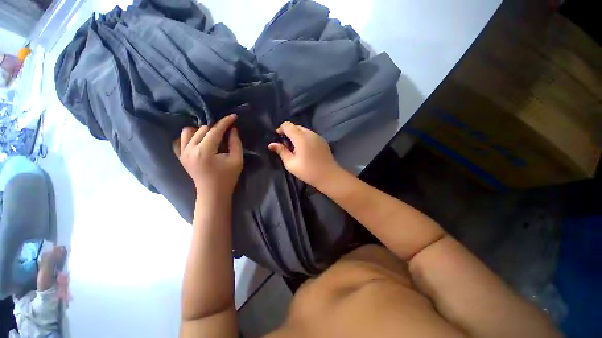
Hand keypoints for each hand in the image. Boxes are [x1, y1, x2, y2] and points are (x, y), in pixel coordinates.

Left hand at [179, 114, 242, 200]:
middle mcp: (189, 149)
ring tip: (213, 136)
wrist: (213, 193)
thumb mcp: (237, 160)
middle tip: (226, 132)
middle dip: (216, 128)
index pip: (215, 131)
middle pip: (202, 129)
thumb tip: (232, 129)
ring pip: (189, 131)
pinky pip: (181, 139)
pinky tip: (200, 140)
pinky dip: (191, 136)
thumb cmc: (228, 177)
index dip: (225, 122)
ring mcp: (182, 153)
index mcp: (204, 152)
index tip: (233, 116)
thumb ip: (235, 143)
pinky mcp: (180, 156)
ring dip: (202, 131)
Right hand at [268, 122, 340, 187]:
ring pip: (304, 130)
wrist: (329, 176)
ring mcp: (318, 136)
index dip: (281, 129)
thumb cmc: (308, 172)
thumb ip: (281, 151)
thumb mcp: (291, 164)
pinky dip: (304, 138)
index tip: (277, 137)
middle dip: (289, 132)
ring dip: (297, 135)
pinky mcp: (323, 140)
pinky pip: (310, 135)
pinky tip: (304, 149)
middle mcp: (310, 134)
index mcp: (301, 138)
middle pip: (296, 126)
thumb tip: (271, 144)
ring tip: (295, 148)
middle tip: (286, 145)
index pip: (288, 125)